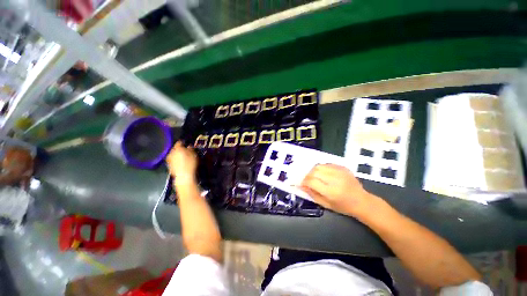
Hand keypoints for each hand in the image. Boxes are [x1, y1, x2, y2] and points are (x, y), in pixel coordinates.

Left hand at [166, 141, 197, 185]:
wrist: (184, 176)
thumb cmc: (190, 163)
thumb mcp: (194, 154)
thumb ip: (191, 149)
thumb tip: (189, 146)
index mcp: (177, 148)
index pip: (179, 142)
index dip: (183, 142)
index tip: (186, 143)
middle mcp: (171, 152)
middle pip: (175, 148)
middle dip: (180, 149)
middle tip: (186, 151)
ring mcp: (169, 159)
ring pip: (173, 154)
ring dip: (178, 155)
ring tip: (184, 157)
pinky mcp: (169, 166)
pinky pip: (173, 160)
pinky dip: (176, 160)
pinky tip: (181, 163)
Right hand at [299, 164, 374, 217]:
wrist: (362, 201)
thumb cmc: (343, 206)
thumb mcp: (326, 205)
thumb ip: (312, 194)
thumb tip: (301, 186)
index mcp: (331, 192)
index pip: (311, 181)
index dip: (304, 182)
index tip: (302, 184)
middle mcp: (335, 179)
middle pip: (314, 171)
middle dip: (307, 175)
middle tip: (307, 180)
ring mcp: (340, 172)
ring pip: (319, 166)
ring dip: (313, 171)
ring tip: (315, 176)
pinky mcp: (343, 167)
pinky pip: (326, 164)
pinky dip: (321, 168)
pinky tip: (323, 174)